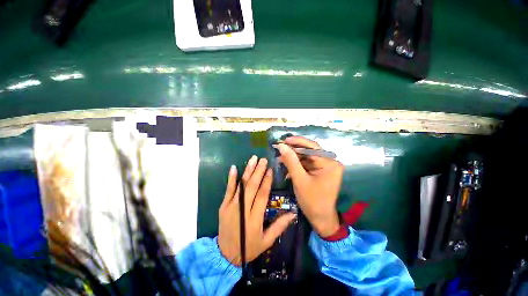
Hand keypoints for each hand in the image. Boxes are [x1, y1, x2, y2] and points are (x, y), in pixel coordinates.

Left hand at [218, 156, 296, 265]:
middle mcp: (243, 210)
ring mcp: (231, 206)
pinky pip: (228, 190)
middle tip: (263, 160)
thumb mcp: (266, 241)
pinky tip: (233, 167)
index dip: (266, 182)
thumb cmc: (249, 248)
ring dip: (247, 171)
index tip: (270, 170)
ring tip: (253, 159)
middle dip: (258, 171)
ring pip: (241, 185)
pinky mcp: (224, 205)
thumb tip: (293, 213)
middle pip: (252, 187)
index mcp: (254, 219)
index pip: (262, 195)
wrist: (225, 254)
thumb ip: (279, 226)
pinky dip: (231, 178)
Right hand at [277, 137, 343, 236]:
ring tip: (280, 158)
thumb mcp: (299, 179)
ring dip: (294, 158)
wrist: (321, 219)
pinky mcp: (321, 171)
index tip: (284, 140)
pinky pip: (308, 164)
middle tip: (280, 149)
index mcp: (329, 163)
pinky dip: (297, 165)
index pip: (312, 147)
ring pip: (307, 157)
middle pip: (309, 151)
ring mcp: (326, 167)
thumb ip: (291, 161)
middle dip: (293, 151)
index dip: (297, 142)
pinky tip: (287, 166)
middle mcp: (330, 162)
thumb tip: (281, 145)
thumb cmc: (312, 201)